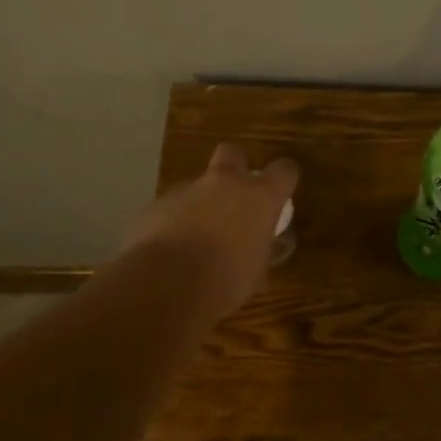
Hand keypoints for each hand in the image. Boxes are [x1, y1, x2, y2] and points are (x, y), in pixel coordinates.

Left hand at [118, 144, 298, 317]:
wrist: (165, 287)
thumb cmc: (226, 282)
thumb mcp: (257, 273)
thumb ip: (259, 251)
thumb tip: (258, 250)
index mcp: (259, 198)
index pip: (284, 170)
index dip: (285, 177)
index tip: (282, 192)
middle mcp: (225, 184)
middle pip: (233, 153)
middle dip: (235, 168)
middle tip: (234, 196)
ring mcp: (186, 191)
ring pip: (197, 186)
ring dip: (200, 203)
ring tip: (196, 238)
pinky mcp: (155, 206)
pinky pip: (171, 208)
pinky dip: (174, 223)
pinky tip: (170, 250)